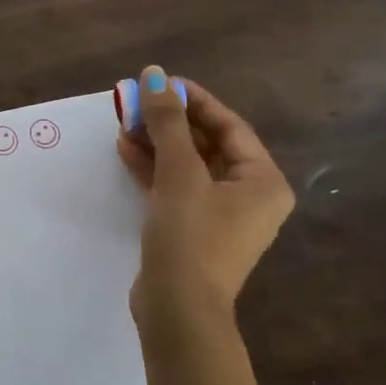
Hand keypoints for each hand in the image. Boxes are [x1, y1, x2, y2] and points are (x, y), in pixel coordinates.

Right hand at [118, 65, 293, 384]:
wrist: (177, 310)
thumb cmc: (190, 237)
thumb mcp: (179, 173)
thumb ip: (168, 123)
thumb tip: (156, 74)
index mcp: (262, 180)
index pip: (229, 126)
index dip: (194, 101)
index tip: (161, 83)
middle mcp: (248, 195)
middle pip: (207, 144)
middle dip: (170, 123)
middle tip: (135, 102)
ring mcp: (219, 215)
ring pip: (188, 166)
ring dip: (157, 144)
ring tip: (123, 122)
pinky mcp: (192, 229)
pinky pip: (176, 188)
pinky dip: (154, 169)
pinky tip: (126, 150)